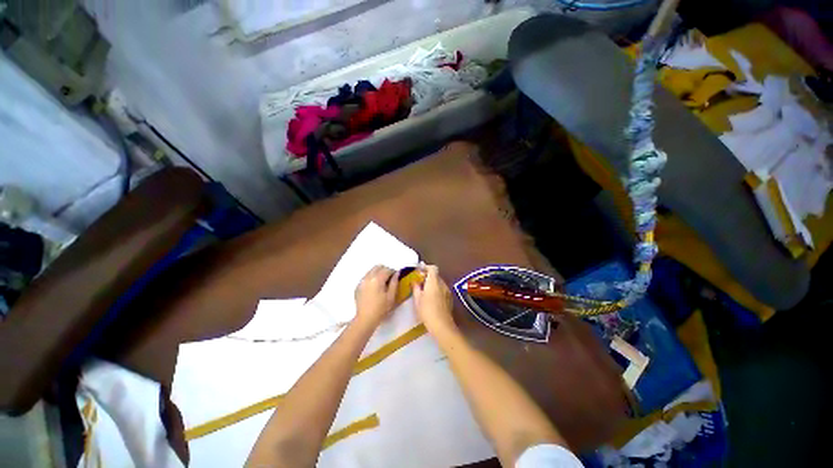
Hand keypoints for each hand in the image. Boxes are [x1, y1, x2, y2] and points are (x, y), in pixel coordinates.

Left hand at [354, 265, 398, 326]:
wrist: (365, 319)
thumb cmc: (381, 309)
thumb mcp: (391, 296)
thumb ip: (394, 283)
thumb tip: (397, 273)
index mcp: (377, 279)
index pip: (387, 269)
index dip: (393, 272)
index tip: (396, 277)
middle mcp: (368, 277)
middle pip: (377, 267)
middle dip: (385, 270)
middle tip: (389, 278)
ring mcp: (361, 282)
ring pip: (371, 271)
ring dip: (377, 274)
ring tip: (382, 283)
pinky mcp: (358, 287)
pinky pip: (365, 278)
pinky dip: (371, 279)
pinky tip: (374, 288)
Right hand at [412, 265, 455, 334]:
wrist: (442, 325)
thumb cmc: (427, 311)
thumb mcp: (417, 299)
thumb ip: (416, 288)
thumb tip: (415, 281)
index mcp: (434, 282)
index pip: (432, 268)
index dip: (426, 267)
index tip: (419, 271)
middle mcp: (442, 284)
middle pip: (436, 275)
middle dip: (428, 276)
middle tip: (419, 282)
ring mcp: (447, 291)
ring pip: (439, 283)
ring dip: (432, 284)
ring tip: (425, 291)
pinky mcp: (450, 298)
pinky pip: (442, 289)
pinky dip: (437, 290)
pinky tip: (432, 298)